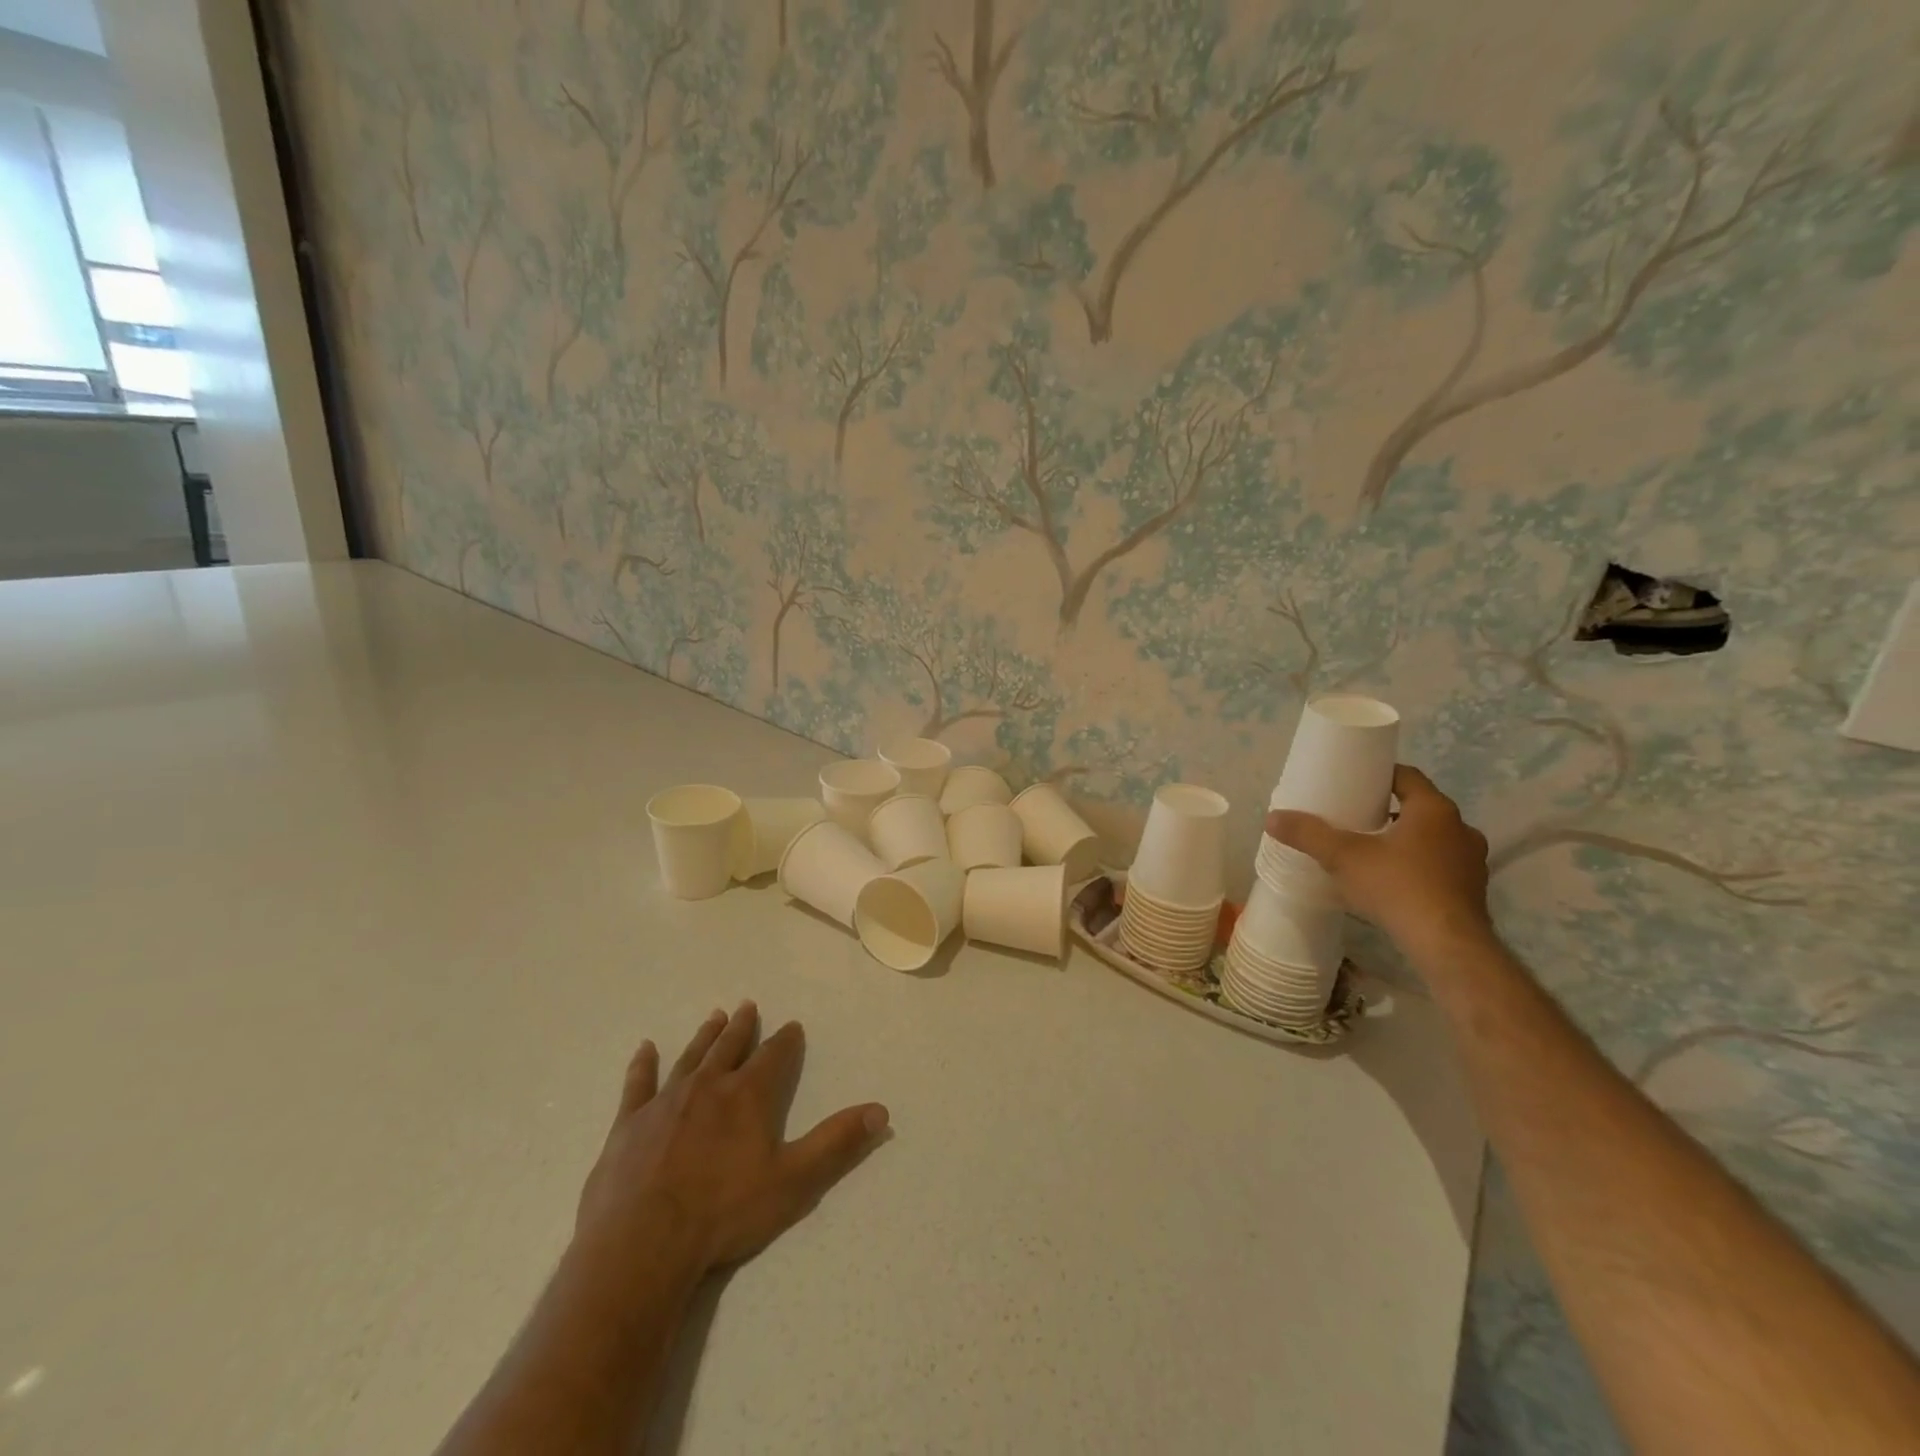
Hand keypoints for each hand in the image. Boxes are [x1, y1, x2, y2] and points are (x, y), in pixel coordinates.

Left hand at [576, 1003, 888, 1278]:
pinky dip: (643, 1064)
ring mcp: (665, 1101)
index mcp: (748, 1096)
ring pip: (691, 1057)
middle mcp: (709, 1086)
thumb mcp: (794, 1181)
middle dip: (743, 1027)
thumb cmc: (724, 1214)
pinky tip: (645, 1048)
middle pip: (730, 1047)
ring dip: (705, 1036)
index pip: (774, 1056)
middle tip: (747, 1006)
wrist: (642, 1244)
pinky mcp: (629, 1123)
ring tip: (715, 1016)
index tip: (793, 1026)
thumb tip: (881, 1110)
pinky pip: (638, 1083)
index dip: (786, 1041)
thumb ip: (837, 1143)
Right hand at [1265, 765, 1493, 955]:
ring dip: (1406, 841)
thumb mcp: (1343, 857)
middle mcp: (1460, 828)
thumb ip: (1309, 834)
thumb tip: (1272, 818)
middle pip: (1419, 808)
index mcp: (1434, 810)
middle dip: (1389, 811)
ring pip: (1433, 839)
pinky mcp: (1473, 890)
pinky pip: (1441, 867)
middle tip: (1356, 820)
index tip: (1354, 783)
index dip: (1379, 775)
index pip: (1407, 776)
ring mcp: (1472, 861)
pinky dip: (1419, 867)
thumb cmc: (1397, 887)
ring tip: (1372, 853)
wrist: (1446, 945)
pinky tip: (1393, 883)